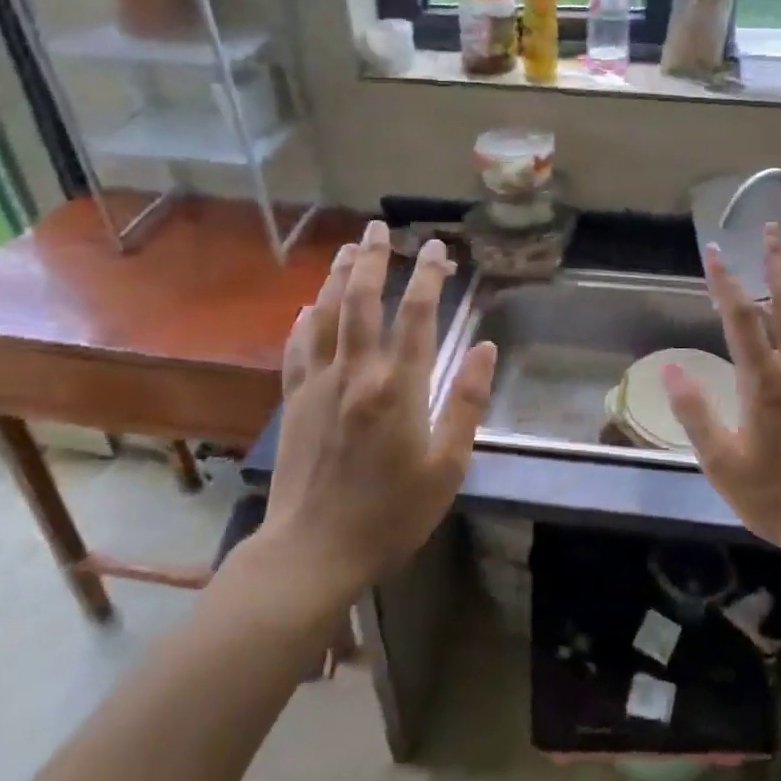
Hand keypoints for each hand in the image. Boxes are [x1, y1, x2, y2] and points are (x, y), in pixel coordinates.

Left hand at [250, 221, 495, 602]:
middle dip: (373, 259)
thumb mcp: (447, 467)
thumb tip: (485, 349)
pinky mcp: (294, 402)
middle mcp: (355, 373)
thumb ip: (466, 403)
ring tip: (347, 249)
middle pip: (362, 301)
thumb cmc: (391, 514)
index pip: (416, 315)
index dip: (428, 275)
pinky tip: (307, 307)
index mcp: (397, 388)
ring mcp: (318, 385)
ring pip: (326, 316)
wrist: (312, 552)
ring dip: (337, 277)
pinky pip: (297, 349)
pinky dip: (304, 321)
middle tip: (379, 227)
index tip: (436, 246)